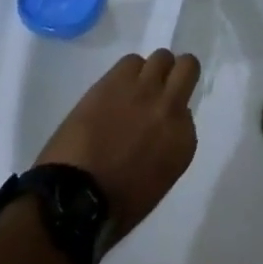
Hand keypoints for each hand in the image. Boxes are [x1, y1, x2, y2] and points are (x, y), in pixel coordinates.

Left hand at [36, 50, 199, 237]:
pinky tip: (115, 90)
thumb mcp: (157, 181)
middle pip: (187, 66)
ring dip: (151, 71)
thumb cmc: (115, 206)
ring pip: (161, 57)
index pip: (188, 111)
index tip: (159, 123)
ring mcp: (144, 89)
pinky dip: (127, 72)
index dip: (173, 114)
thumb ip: (166, 146)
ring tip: (134, 88)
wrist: (74, 199)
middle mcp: (170, 107)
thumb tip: (158, 130)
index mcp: (183, 141)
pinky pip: (131, 61)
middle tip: (161, 87)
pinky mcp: (117, 79)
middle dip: (176, 74)